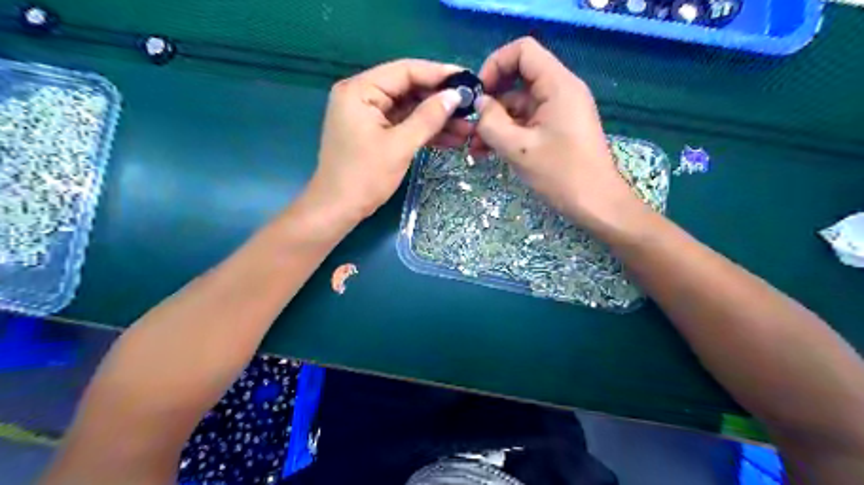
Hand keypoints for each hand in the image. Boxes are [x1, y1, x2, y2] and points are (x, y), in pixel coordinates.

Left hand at [311, 59, 470, 219]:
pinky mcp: (373, 132)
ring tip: (467, 128)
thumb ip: (428, 118)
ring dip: (436, 119)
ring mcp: (367, 115)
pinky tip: (450, 139)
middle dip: (440, 101)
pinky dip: (423, 131)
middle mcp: (361, 95)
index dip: (439, 74)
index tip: (468, 80)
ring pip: (409, 109)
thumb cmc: (365, 177)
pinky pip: (403, 125)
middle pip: (408, 89)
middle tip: (471, 108)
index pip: (405, 71)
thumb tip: (455, 96)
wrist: (337, 209)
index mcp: (360, 90)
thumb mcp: (400, 146)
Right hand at [472, 36, 632, 221]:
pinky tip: (488, 153)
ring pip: (519, 105)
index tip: (479, 94)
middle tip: (471, 127)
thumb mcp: (518, 148)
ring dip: (496, 123)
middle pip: (518, 79)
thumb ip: (491, 122)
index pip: (522, 51)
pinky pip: (527, 121)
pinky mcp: (557, 128)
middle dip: (491, 102)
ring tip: (475, 149)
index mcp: (557, 85)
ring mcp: (559, 110)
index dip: (495, 65)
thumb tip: (479, 104)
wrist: (596, 204)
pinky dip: (508, 133)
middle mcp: (560, 90)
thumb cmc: (560, 174)